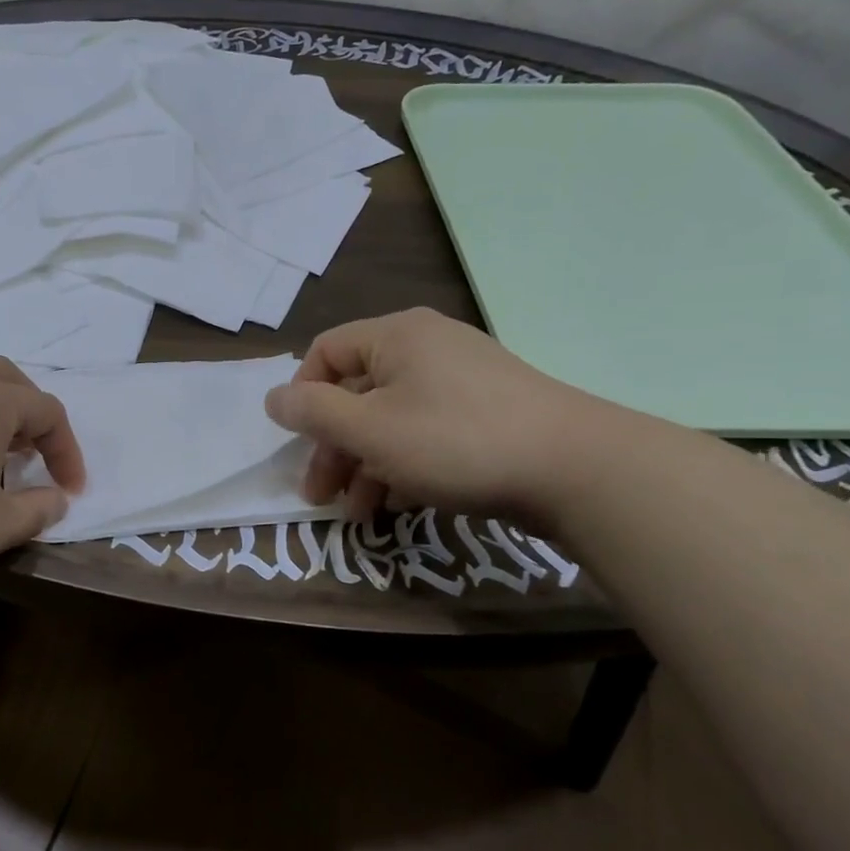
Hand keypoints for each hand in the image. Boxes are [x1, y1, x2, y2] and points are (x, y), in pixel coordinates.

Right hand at [263, 307, 621, 523]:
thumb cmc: (455, 441)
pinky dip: (404, 464)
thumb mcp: (369, 429)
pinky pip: (426, 432)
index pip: (326, 351)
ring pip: (391, 418)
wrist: (577, 469)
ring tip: (358, 514)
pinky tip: (398, 503)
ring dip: (364, 465)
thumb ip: (313, 412)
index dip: (302, 396)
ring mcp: (462, 380)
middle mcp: (427, 347)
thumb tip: (272, 397)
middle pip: (357, 392)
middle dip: (332, 447)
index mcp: (396, 336)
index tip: (297, 442)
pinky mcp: (487, 414)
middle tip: (319, 495)